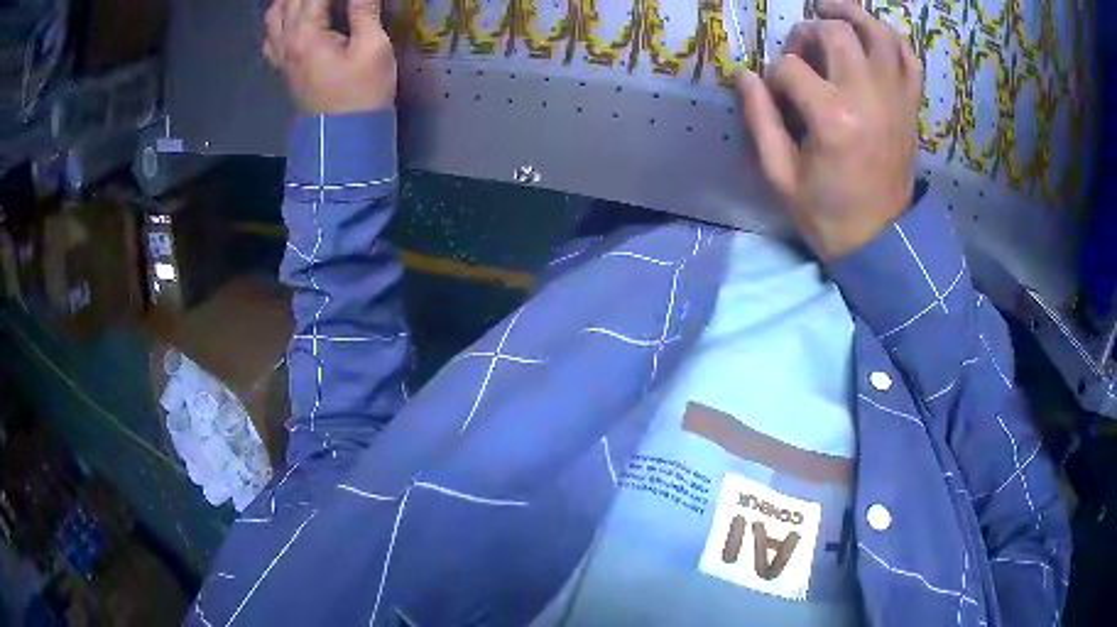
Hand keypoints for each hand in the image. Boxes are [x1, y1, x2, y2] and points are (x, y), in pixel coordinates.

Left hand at [263, 0, 396, 113]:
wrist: (344, 138)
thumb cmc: (362, 93)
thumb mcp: (373, 47)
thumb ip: (365, 9)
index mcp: (306, 34)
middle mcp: (286, 40)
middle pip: (291, 0)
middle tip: (335, 0)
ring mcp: (281, 55)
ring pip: (274, 14)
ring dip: (292, 1)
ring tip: (314, 2)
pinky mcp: (284, 67)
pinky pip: (271, 37)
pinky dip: (280, 20)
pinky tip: (295, 18)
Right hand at [737, 0, 921, 260]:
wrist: (881, 240)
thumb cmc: (827, 213)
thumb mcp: (780, 176)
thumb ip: (759, 120)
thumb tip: (744, 76)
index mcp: (833, 119)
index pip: (790, 68)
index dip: (774, 77)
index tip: (776, 99)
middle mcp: (868, 97)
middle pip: (834, 32)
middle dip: (808, 33)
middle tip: (802, 53)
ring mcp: (895, 98)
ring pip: (877, 32)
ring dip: (851, 14)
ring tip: (831, 12)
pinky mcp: (910, 105)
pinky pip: (908, 57)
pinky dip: (891, 38)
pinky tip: (872, 36)